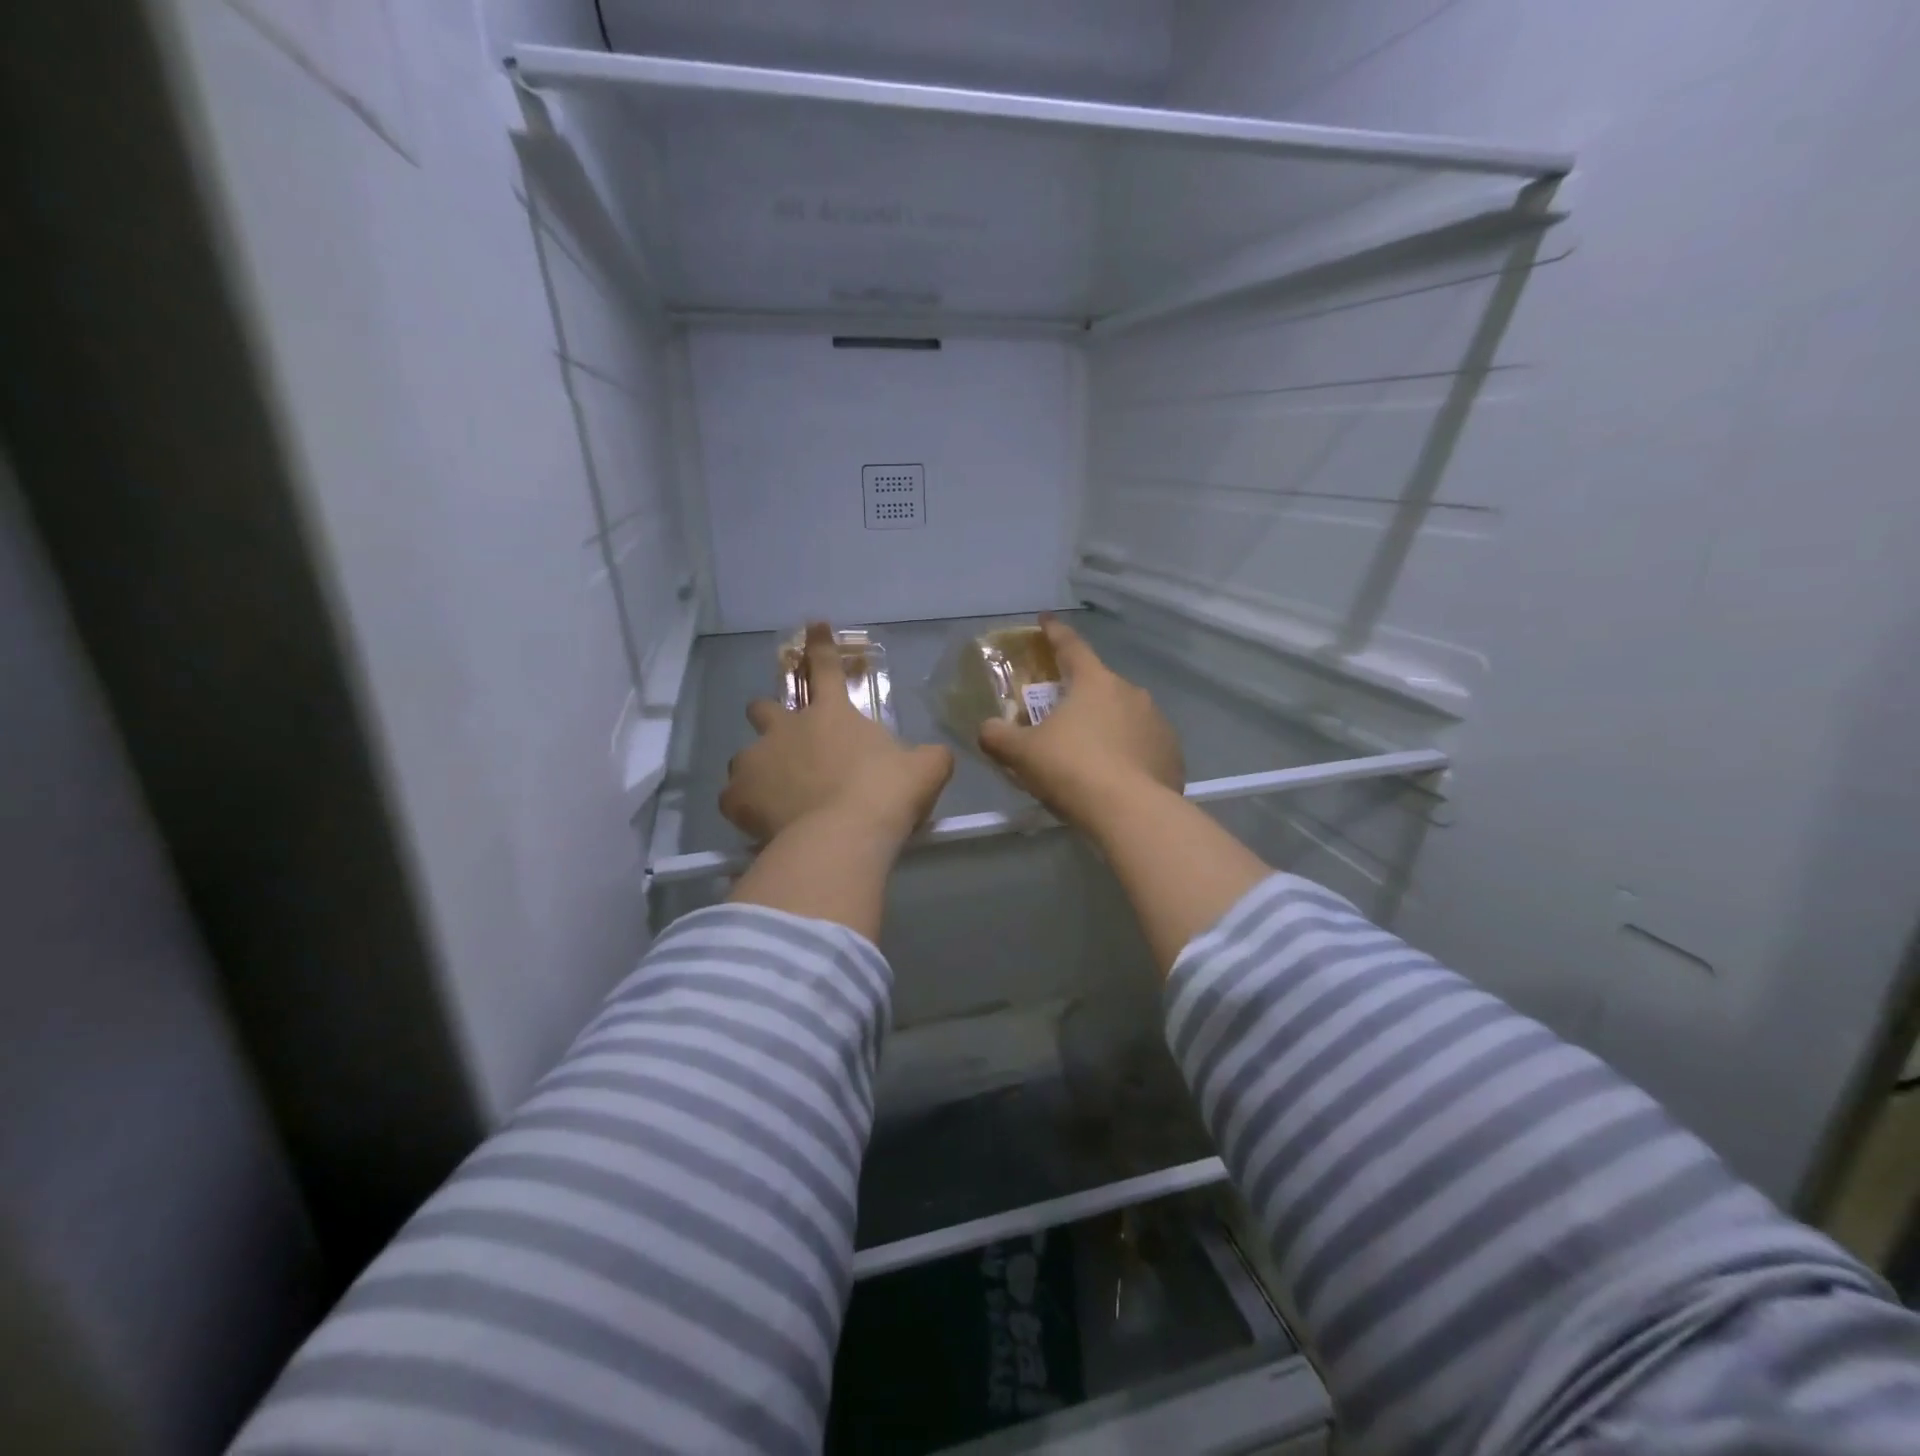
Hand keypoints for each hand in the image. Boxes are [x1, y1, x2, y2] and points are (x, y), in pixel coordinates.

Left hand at [722, 623, 953, 846]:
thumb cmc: (885, 794)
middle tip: (785, 737)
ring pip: (743, 755)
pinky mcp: (738, 796)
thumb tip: (937, 755)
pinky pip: (733, 798)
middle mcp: (787, 728)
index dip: (821, 645)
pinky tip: (758, 821)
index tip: (814, 625)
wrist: (843, 835)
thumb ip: (929, 757)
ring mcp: (757, 760)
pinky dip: (744, 807)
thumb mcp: (924, 770)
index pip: (826, 667)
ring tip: (774, 793)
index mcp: (831, 714)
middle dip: (770, 716)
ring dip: (758, 767)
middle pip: (763, 707)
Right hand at [979, 615, 1184, 829]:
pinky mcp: (1172, 754)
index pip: (1071, 646)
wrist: (1131, 813)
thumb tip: (987, 729)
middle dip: (1080, 695)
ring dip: (1107, 727)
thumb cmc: (1072, 770)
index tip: (1046, 620)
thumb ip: (998, 737)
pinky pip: (1143, 746)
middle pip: (1099, 685)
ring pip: (1124, 716)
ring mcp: (1157, 722)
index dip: (1054, 632)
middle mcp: (1131, 692)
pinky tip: (1116, 778)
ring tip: (1090, 755)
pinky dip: (1129, 754)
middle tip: (1060, 716)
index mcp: (1094, 682)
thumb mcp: (1022, 754)